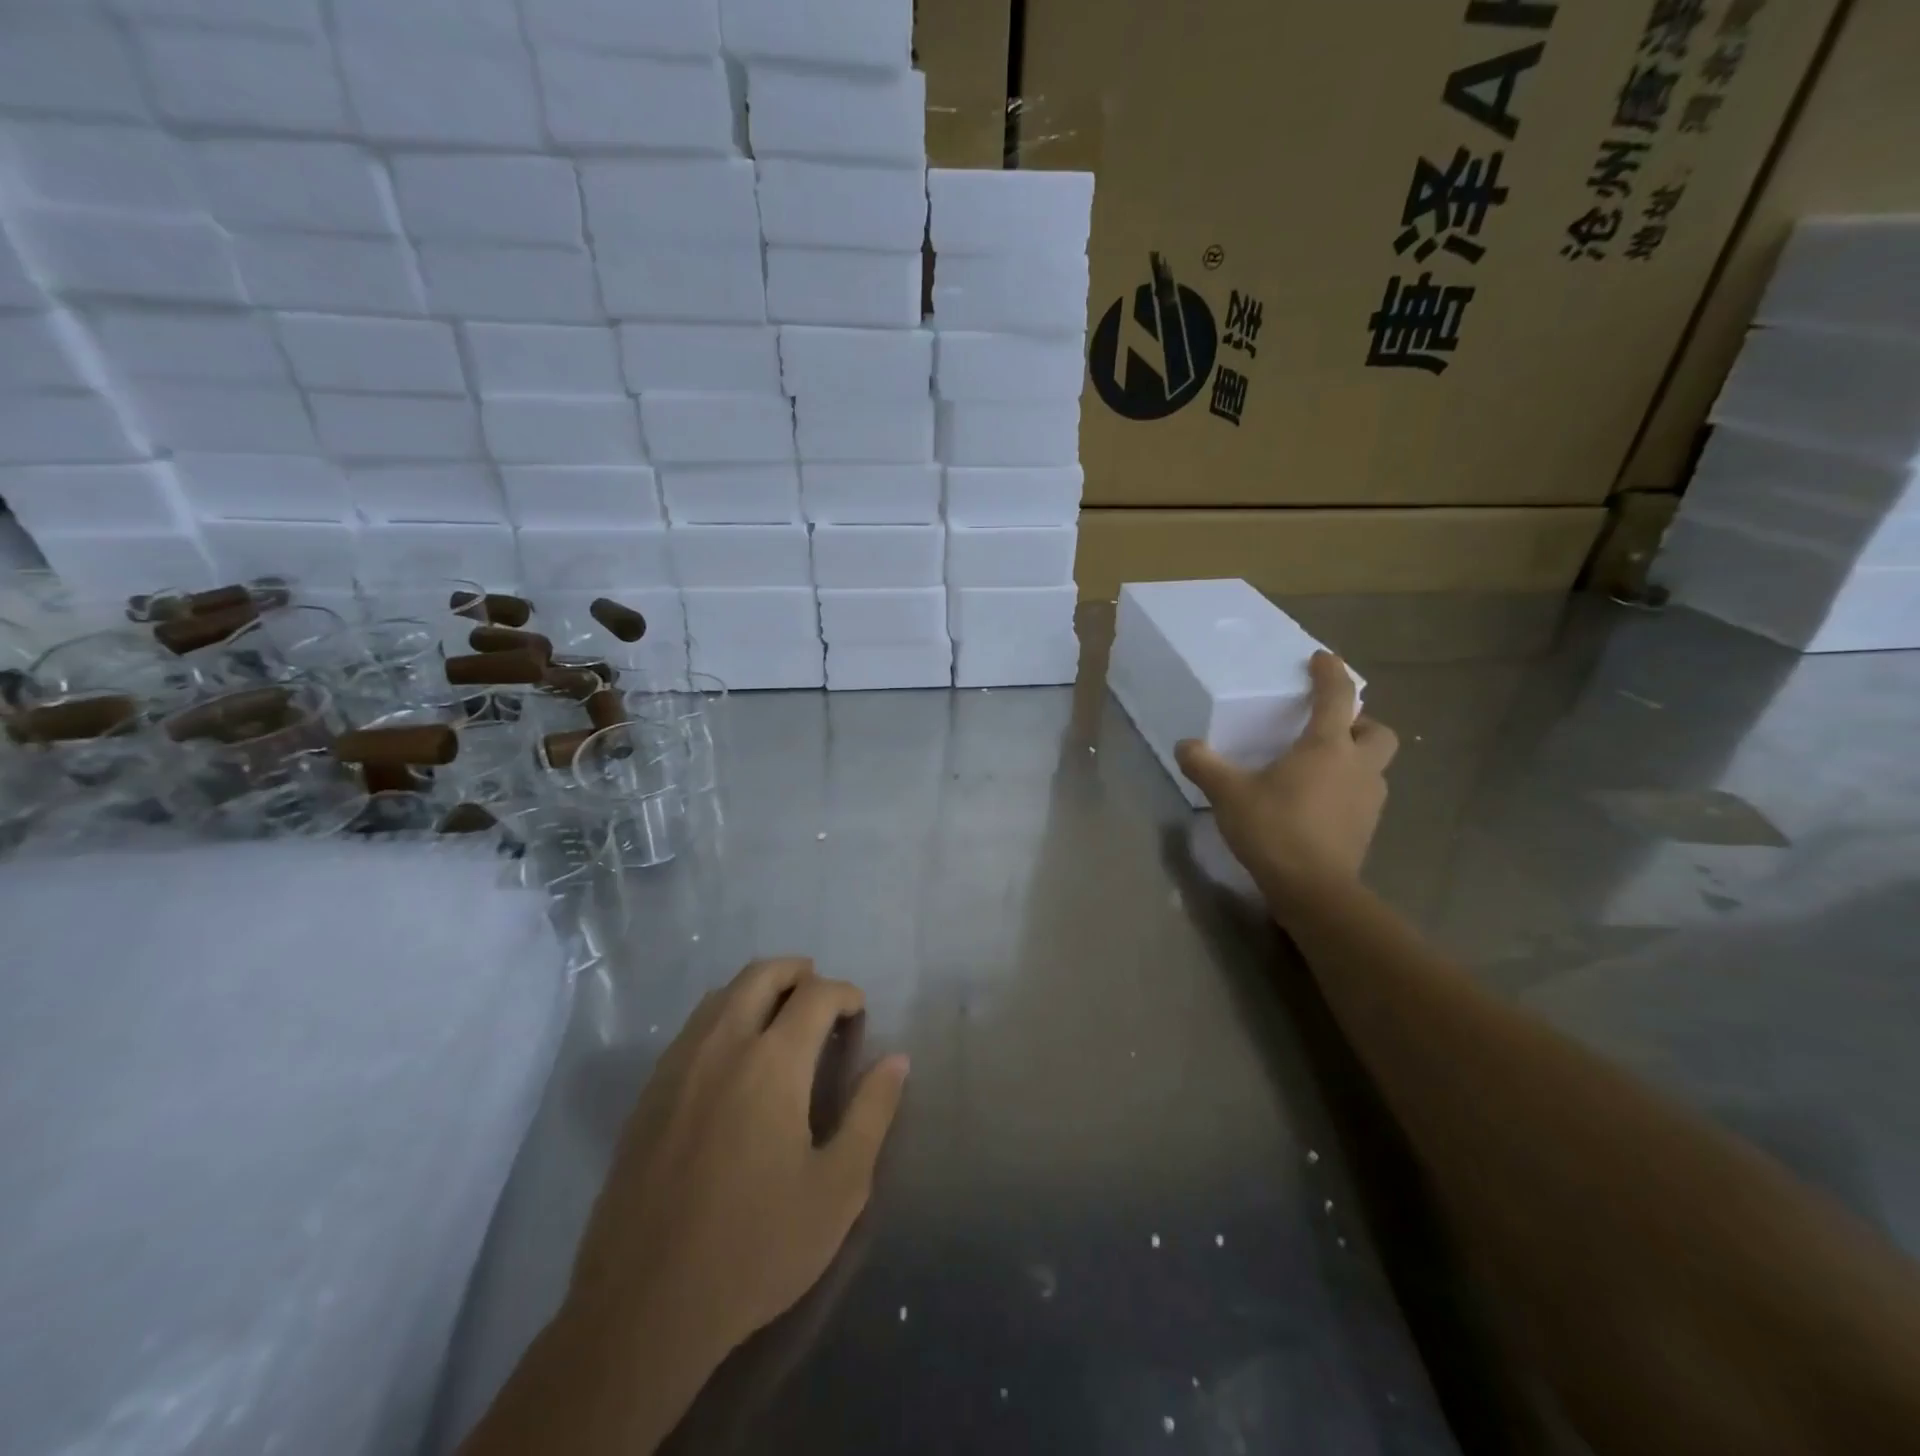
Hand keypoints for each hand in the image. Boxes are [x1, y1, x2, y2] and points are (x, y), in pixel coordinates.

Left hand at [570, 958, 909, 1366]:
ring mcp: (678, 1066)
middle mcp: (722, 1046)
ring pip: (721, 995)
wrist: (643, 1308)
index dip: (845, 993)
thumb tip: (896, 1060)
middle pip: (762, 974)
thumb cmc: (756, 1247)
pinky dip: (724, 1016)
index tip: (859, 1013)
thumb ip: (872, 1113)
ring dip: (758, 989)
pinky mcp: (648, 1094)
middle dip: (800, 972)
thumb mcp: (838, 1188)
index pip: (817, 995)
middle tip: (823, 997)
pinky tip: (734, 1057)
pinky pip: (692, 1027)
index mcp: (772, 1062)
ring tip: (782, 1017)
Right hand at [1175, 651, 1398, 904]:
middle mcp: (1358, 766)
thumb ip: (1205, 765)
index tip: (1321, 659)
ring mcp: (1368, 799)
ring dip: (1355, 757)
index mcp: (1327, 747)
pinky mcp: (1367, 827)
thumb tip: (1185, 746)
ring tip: (1318, 767)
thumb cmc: (1275, 829)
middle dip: (1359, 723)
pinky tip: (1317, 802)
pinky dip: (1347, 788)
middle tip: (1329, 727)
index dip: (1330, 673)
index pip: (1337, 696)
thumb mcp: (1228, 794)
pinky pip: (1363, 794)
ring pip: (1374, 765)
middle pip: (1378, 731)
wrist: (1313, 890)